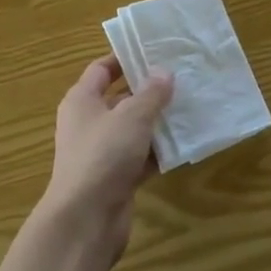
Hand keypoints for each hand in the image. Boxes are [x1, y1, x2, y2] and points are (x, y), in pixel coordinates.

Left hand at [37, 55, 173, 263]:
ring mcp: (101, 153)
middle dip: (148, 91)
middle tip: (181, 79)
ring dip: (157, 123)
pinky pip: (139, 157)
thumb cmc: (103, 155)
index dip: (124, 59)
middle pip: (120, 99)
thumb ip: (151, 93)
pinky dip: (157, 152)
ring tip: (189, 108)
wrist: (85, 220)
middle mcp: (88, 123)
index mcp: (82, 100)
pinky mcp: (115, 178)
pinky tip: (183, 145)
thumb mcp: (132, 117)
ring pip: (133, 130)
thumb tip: (163, 72)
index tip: (153, 51)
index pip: (101, 70)